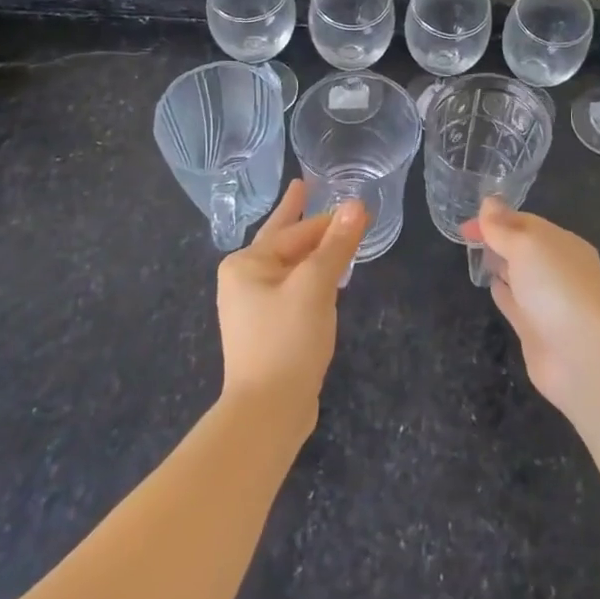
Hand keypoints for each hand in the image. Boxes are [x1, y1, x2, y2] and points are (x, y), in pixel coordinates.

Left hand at [216, 179, 366, 432]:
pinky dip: (309, 276)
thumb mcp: (316, 285)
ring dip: (310, 250)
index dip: (329, 218)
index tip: (356, 206)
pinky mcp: (267, 329)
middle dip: (300, 218)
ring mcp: (253, 307)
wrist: (267, 412)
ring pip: (289, 266)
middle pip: (282, 240)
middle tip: (304, 186)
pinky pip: (292, 289)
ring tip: (325, 229)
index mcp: (246, 264)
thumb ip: (336, 244)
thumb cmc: (287, 339)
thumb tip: (356, 204)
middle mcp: (243, 280)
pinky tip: (325, 277)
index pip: (296, 231)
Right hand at [464, 198, 599, 412]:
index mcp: (564, 244)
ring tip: (476, 256)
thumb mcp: (527, 246)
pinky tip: (490, 286)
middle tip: (466, 236)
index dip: (496, 219)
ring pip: (520, 275)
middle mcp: (559, 270)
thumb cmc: (556, 288)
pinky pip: (516, 303)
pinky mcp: (537, 329)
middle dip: (498, 239)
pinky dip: (503, 292)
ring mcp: (549, 301)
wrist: (582, 356)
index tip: (466, 224)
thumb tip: (489, 202)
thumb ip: (503, 227)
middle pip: (524, 248)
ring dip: (500, 264)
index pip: (526, 223)